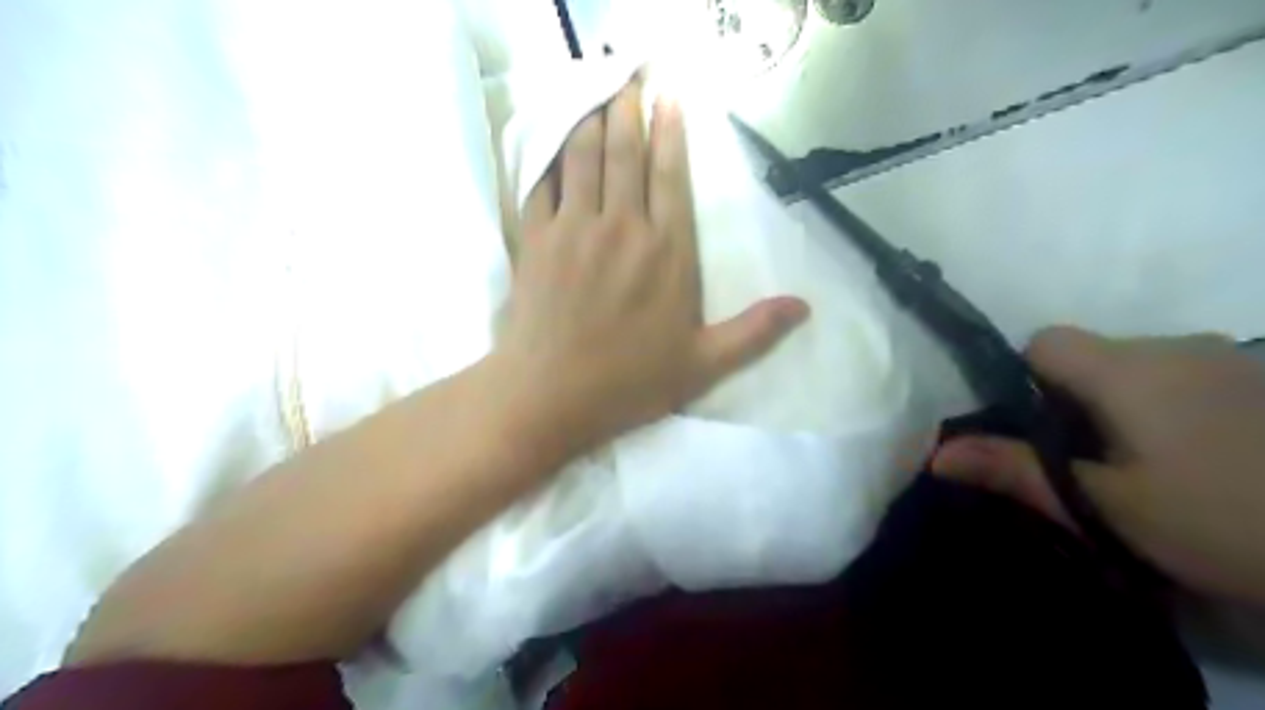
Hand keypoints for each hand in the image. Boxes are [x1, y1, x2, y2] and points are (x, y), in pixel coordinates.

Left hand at [494, 78, 810, 465]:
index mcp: (667, 252)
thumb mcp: (703, 365)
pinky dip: (549, 158)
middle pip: (625, 152)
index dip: (670, 132)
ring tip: (597, 98)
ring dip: (591, 121)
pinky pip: (541, 183)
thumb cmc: (629, 383)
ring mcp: (574, 228)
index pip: (670, 176)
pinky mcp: (535, 239)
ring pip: (583, 157)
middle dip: (628, 109)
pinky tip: (553, 144)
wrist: (550, 396)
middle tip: (630, 80)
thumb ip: (754, 332)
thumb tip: (804, 306)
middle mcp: (622, 227)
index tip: (669, 100)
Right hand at [932, 328, 1263, 603]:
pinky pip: (1190, 380)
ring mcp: (1232, 360)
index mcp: (1127, 368)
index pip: (1044, 342)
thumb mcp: (1105, 506)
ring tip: (1151, 472)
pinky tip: (1207, 463)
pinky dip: (1175, 410)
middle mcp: (1176, 346)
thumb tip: (934, 455)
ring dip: (1126, 408)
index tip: (1039, 432)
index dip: (1024, 379)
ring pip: (1141, 370)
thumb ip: (1016, 470)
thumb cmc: (1225, 521)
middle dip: (1074, 402)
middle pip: (1091, 356)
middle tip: (1091, 467)